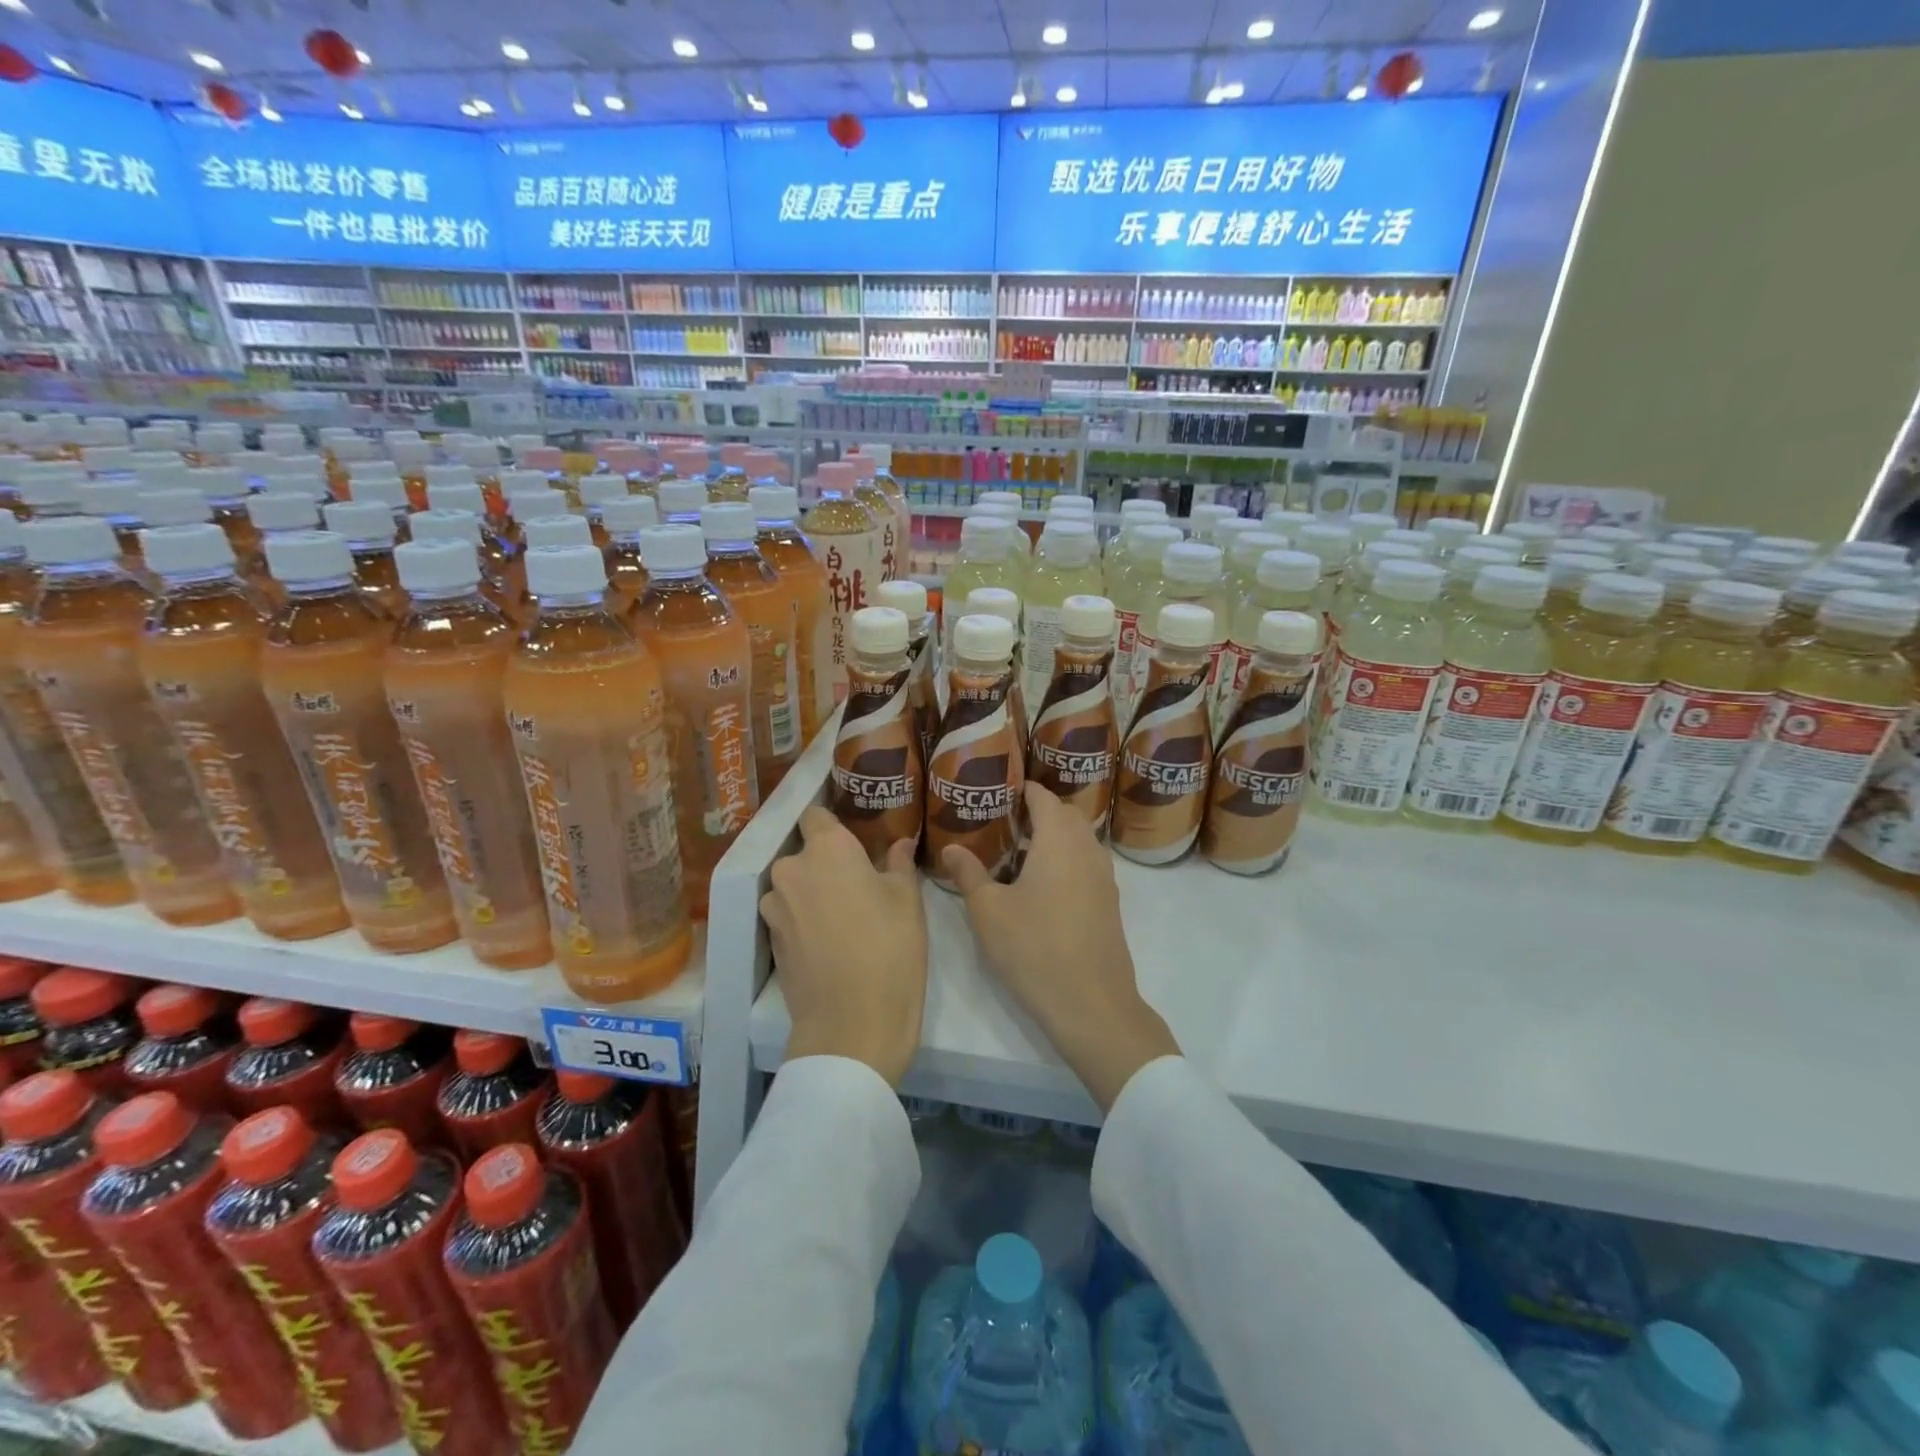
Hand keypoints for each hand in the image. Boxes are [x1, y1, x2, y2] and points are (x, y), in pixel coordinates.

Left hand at [762, 807, 926, 1085]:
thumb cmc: (890, 950)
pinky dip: (804, 919)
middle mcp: (792, 869)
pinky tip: (830, 940)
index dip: (833, 821)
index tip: (854, 834)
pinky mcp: (770, 940)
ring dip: (813, 891)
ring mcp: (775, 907)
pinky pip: (788, 914)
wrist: (852, 1026)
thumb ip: (899, 864)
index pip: (816, 815)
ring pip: (795, 885)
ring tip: (844, 914)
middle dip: (826, 861)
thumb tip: (901, 843)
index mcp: (827, 849)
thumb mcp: (908, 902)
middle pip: (805, 852)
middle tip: (859, 880)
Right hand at [942, 783, 1179, 1110]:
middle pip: (1066, 814)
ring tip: (1017, 851)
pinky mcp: (1109, 903)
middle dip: (1038, 810)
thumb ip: (968, 874)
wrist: (1092, 1004)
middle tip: (1003, 819)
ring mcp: (1104, 877)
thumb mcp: (988, 911)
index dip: (1023, 788)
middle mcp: (1087, 849)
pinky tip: (1039, 885)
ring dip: (1053, 837)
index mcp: (1059, 840)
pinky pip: (1086, 863)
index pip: (1043, 797)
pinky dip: (1065, 859)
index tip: (998, 788)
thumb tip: (950, 848)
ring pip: (1079, 840)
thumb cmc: (1034, 949)